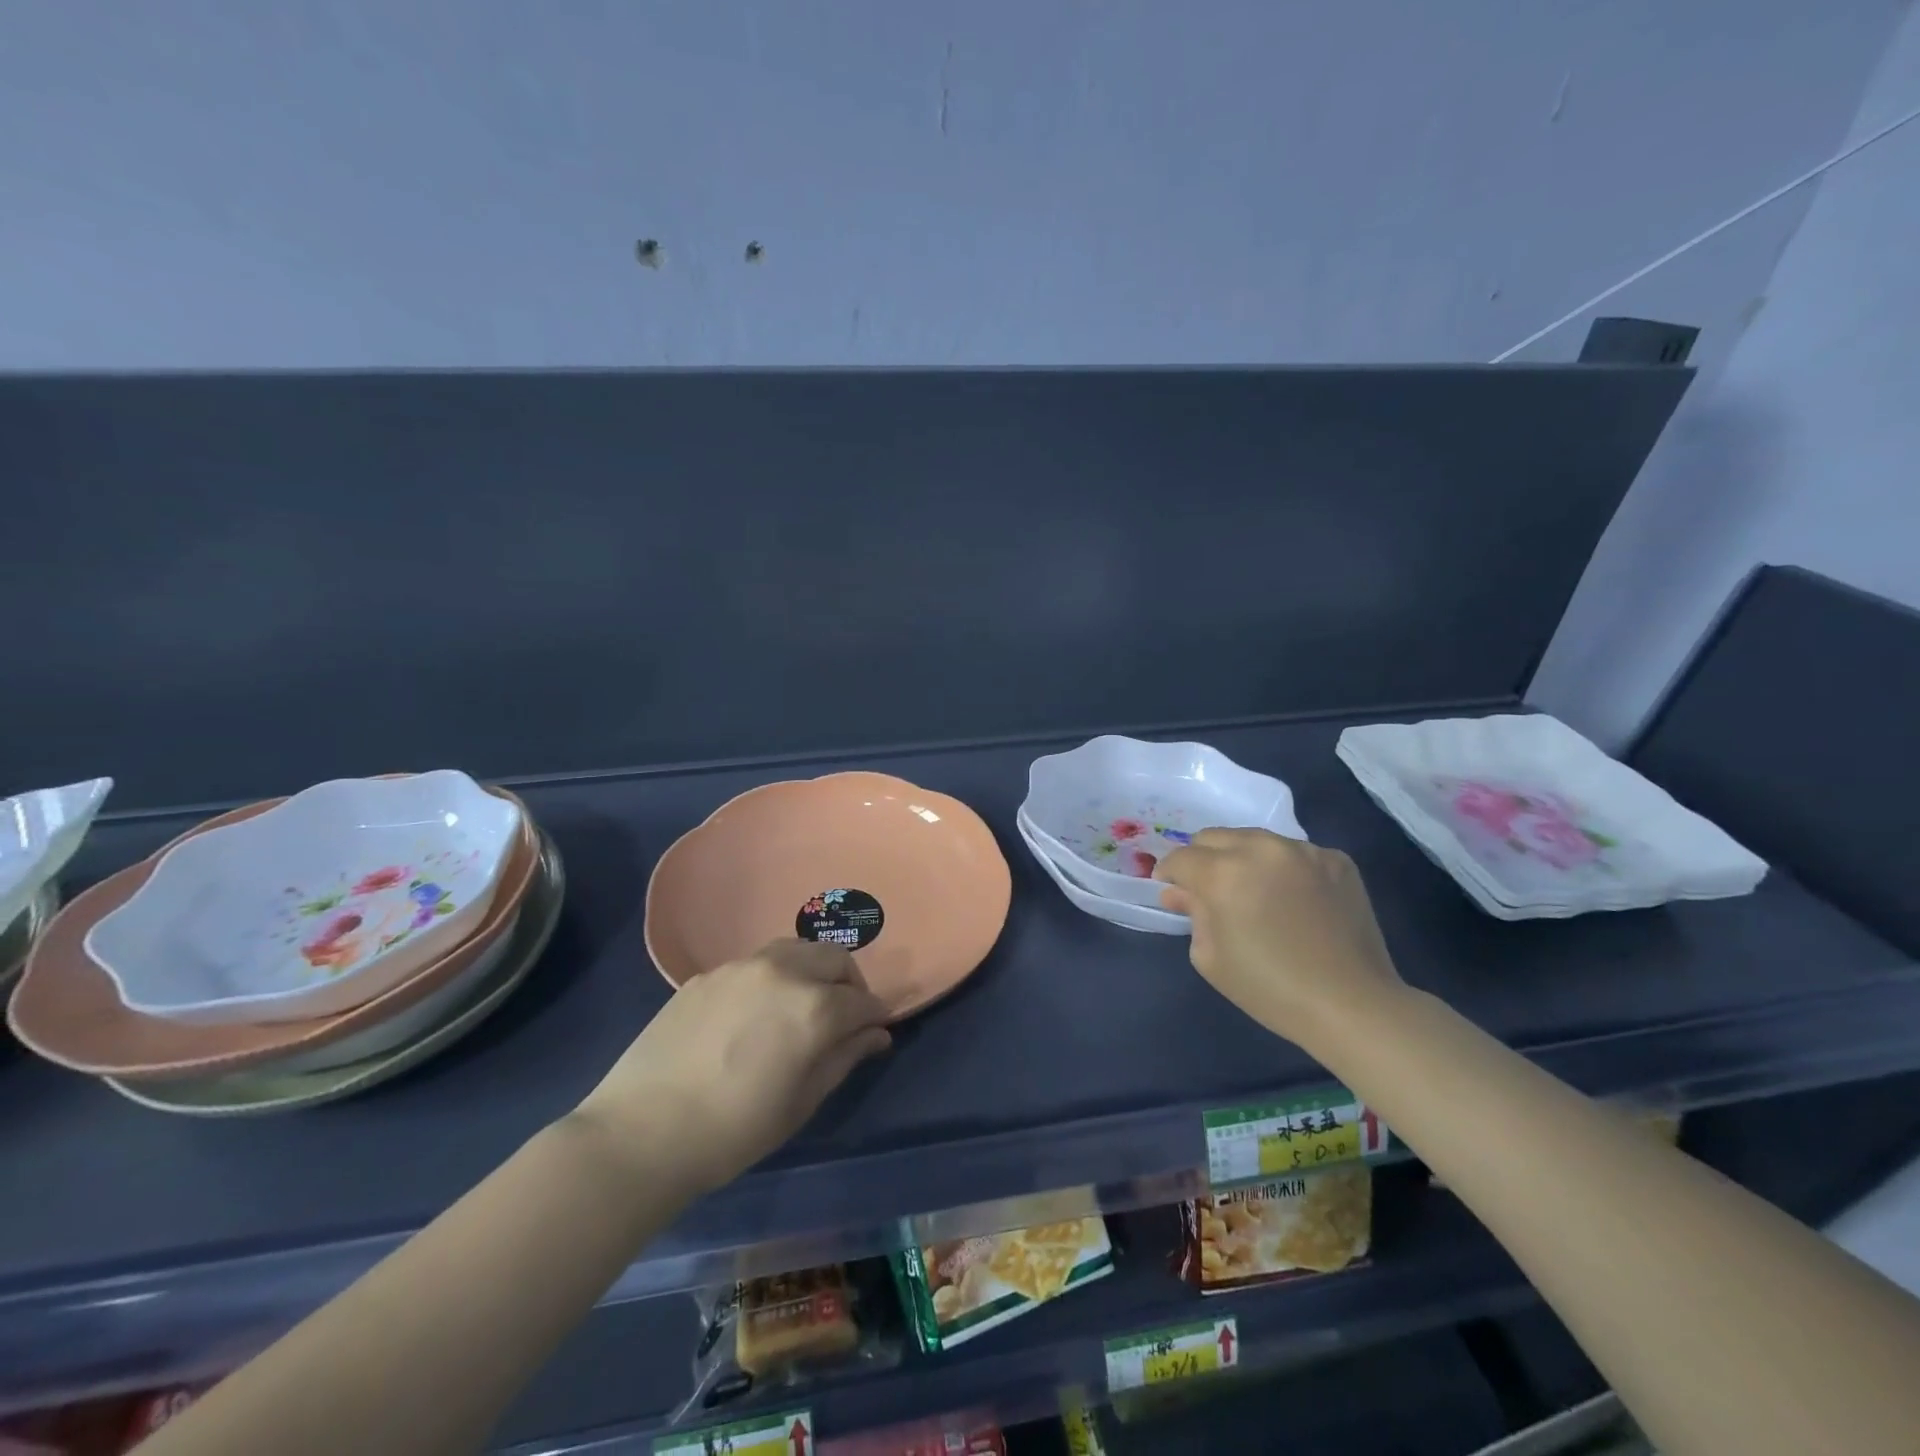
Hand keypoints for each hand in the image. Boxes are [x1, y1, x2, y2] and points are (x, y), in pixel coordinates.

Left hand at [574, 940, 891, 1194]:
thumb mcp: (801, 1102)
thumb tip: (876, 1034)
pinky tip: (755, 1012)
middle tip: (843, 1016)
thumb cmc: (733, 1131)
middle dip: (849, 983)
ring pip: (795, 949)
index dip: (876, 1015)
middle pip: (834, 958)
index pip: (863, 1001)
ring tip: (802, 1004)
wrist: (640, 1133)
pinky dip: (773, 977)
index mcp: (813, 1008)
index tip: (876, 1030)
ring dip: (812, 970)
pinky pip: (755, 963)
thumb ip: (844, 1058)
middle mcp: (783, 972)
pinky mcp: (708, 973)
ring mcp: (741, 967)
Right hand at [1154, 828, 1406, 1049]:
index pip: (1180, 858)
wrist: (1352, 1005)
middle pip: (1213, 837)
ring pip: (1255, 839)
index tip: (1172, 893)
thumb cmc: (1270, 989)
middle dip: (1203, 860)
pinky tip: (1295, 900)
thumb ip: (1191, 913)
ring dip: (1244, 859)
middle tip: (1211, 892)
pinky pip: (1295, 853)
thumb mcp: (1210, 958)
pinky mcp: (1336, 859)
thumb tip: (1180, 892)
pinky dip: (1285, 869)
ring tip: (1256, 893)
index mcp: (1223, 873)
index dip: (1169, 875)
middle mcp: (1261, 849)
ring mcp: (1303, 850)